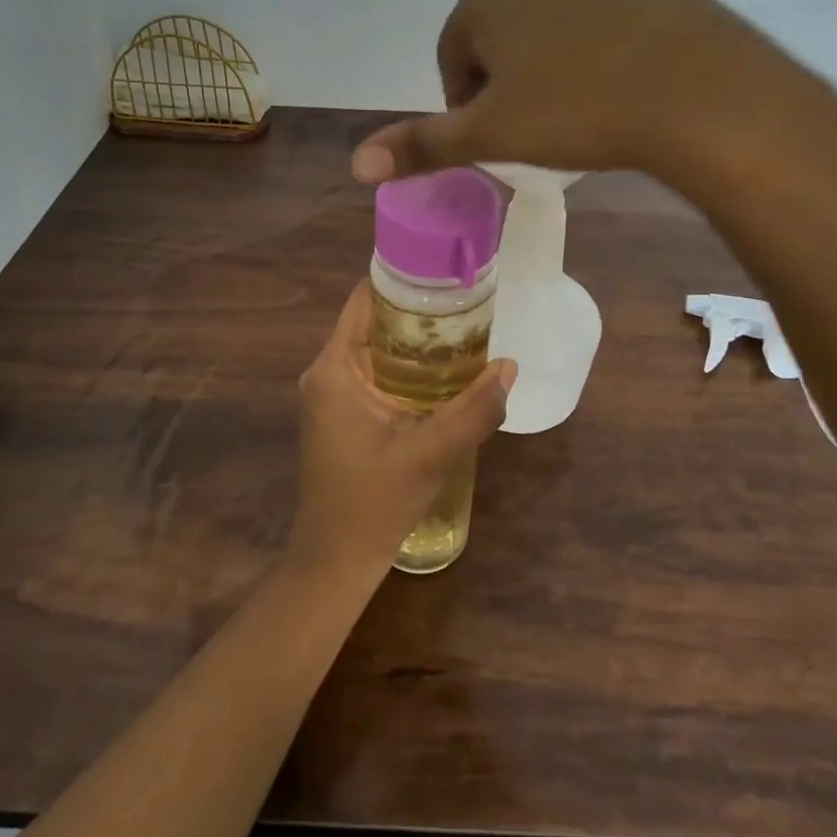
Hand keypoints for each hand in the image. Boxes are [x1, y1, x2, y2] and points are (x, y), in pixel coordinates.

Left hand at [287, 282, 513, 581]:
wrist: (335, 561)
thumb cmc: (372, 505)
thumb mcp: (430, 455)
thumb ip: (473, 411)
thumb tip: (510, 367)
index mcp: (334, 368)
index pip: (364, 300)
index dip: (403, 281)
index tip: (445, 274)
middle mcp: (327, 372)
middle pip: (373, 321)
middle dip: (418, 313)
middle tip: (467, 306)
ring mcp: (333, 395)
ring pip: (377, 349)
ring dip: (416, 343)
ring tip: (465, 333)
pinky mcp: (343, 415)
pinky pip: (376, 374)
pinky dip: (407, 369)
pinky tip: (444, 376)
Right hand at [349, 0, 836, 190]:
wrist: (697, 90)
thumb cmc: (579, 111)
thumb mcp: (492, 135)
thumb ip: (422, 145)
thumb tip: (356, 164)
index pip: (454, 52)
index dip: (466, 101)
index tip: (494, 136)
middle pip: (500, 29)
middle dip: (507, 75)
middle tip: (536, 124)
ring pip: (550, 17)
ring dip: (550, 56)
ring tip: (580, 104)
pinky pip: (601, 10)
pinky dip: (596, 41)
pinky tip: (620, 79)